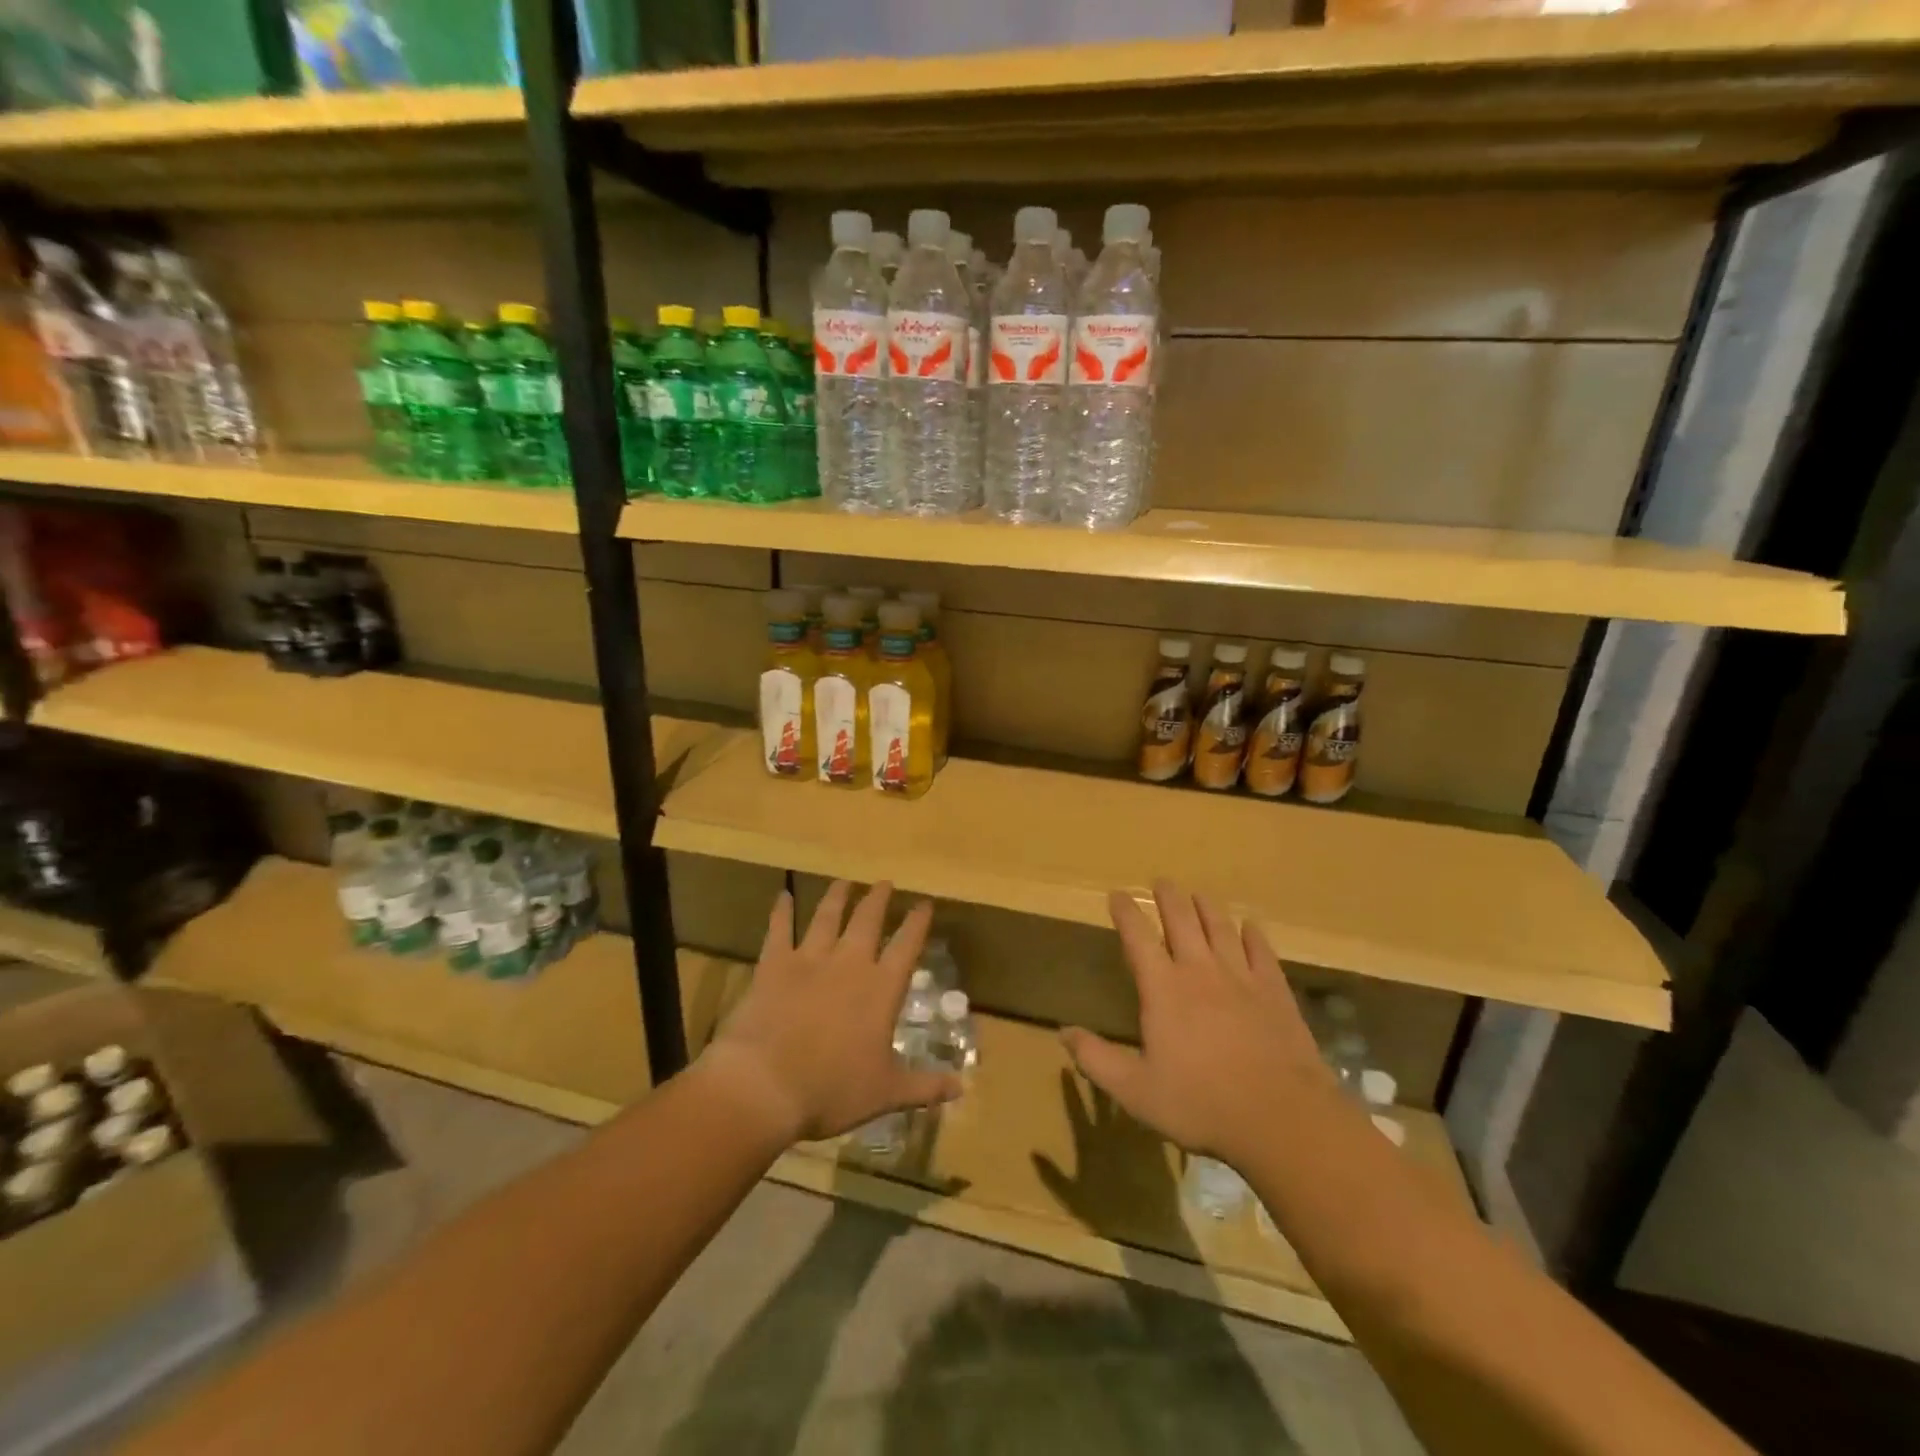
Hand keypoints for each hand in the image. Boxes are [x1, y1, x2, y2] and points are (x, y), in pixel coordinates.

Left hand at [703, 880, 959, 1144]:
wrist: (765, 1085)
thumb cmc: (832, 1090)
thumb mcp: (886, 1093)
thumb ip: (925, 1087)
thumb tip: (962, 1088)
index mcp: (881, 989)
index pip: (907, 946)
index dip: (917, 922)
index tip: (925, 903)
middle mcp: (849, 964)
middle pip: (868, 920)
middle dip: (878, 899)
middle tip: (884, 883)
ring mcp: (810, 960)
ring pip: (827, 917)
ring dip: (837, 897)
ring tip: (844, 881)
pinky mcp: (774, 965)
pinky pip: (779, 930)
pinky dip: (781, 912)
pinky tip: (783, 895)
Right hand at [1061, 879, 1337, 1168]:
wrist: (1281, 1117)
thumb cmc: (1200, 1103)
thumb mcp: (1135, 1090)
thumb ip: (1096, 1059)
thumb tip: (1064, 1032)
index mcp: (1163, 989)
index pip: (1138, 938)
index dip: (1126, 913)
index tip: (1117, 895)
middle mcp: (1200, 971)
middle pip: (1182, 921)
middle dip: (1168, 898)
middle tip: (1161, 881)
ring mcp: (1241, 978)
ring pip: (1221, 929)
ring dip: (1207, 907)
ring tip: (1198, 894)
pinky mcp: (1275, 992)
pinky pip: (1261, 952)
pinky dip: (1253, 935)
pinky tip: (1250, 927)